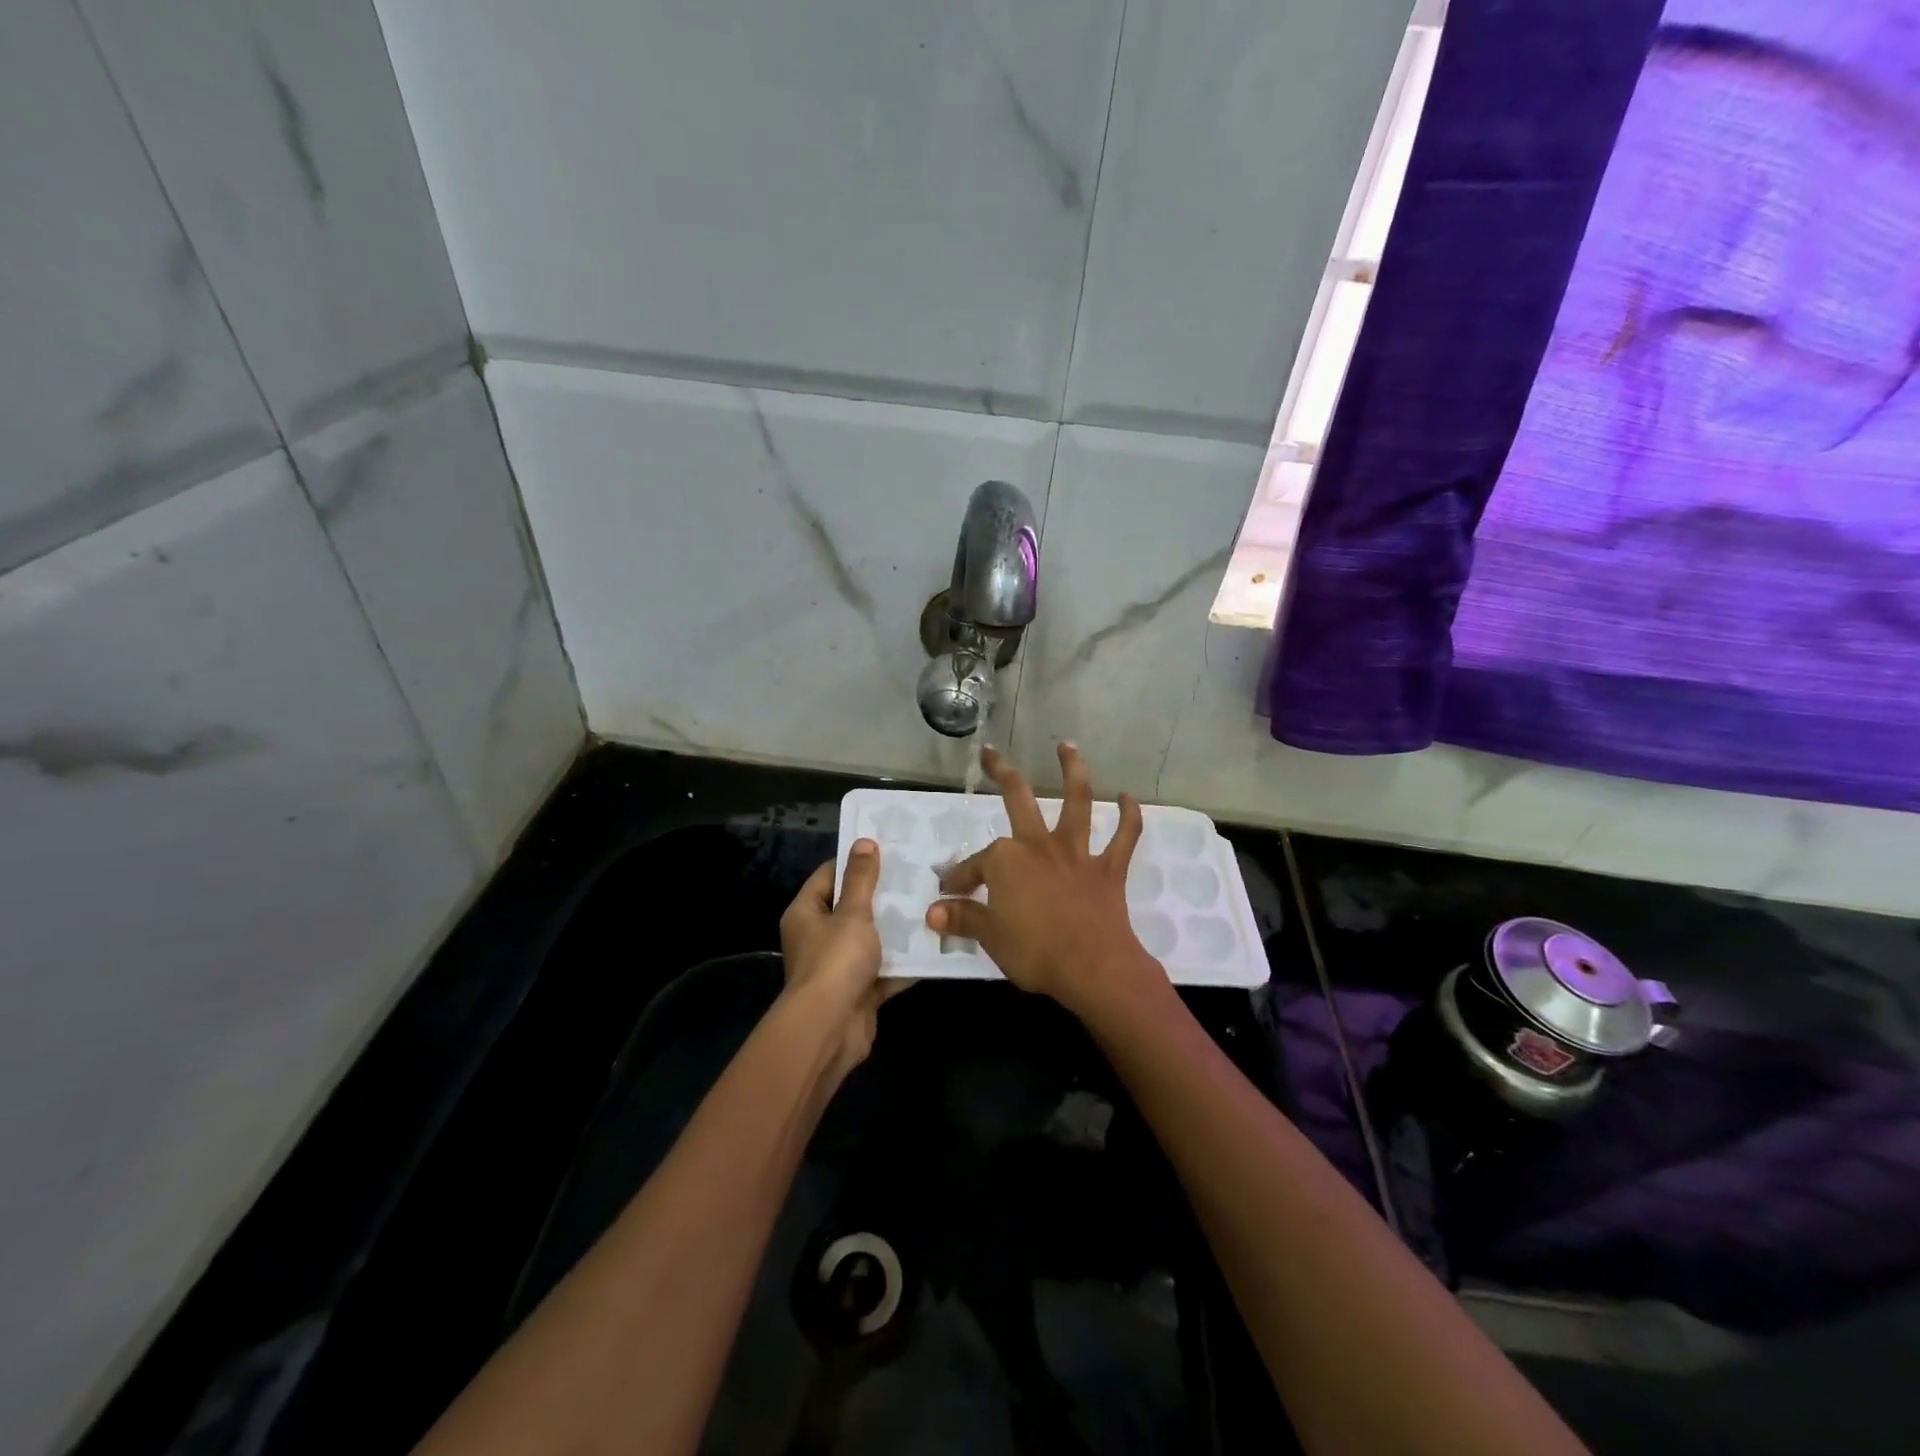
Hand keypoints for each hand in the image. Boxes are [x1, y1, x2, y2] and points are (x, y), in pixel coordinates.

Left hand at [780, 839, 908, 1073]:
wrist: (830, 1029)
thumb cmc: (835, 961)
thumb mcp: (852, 913)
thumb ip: (861, 879)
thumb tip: (864, 841)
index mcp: (806, 913)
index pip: (828, 876)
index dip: (855, 862)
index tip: (887, 849)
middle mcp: (817, 937)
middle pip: (852, 908)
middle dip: (882, 896)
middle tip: (916, 875)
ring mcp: (838, 967)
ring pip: (871, 940)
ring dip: (896, 929)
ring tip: (929, 905)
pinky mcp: (858, 991)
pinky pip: (883, 970)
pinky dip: (903, 962)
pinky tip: (933, 945)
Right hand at [926, 744, 1168, 1017]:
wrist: (1093, 968)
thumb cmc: (1035, 952)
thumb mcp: (989, 937)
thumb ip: (962, 919)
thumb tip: (932, 913)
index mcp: (1006, 860)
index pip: (974, 865)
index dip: (960, 878)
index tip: (949, 893)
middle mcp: (1039, 845)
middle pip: (1018, 798)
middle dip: (1001, 773)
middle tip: (991, 752)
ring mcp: (1076, 854)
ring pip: (1076, 802)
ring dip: (1072, 771)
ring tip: (1067, 747)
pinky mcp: (1107, 869)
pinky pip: (1123, 837)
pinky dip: (1129, 816)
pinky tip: (1127, 797)